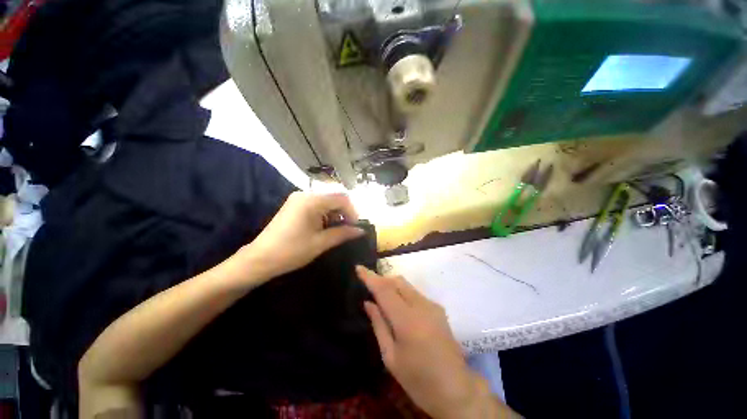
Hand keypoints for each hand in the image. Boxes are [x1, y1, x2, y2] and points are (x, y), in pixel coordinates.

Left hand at [237, 192, 364, 280]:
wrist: (259, 259)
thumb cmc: (291, 251)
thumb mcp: (320, 243)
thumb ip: (343, 233)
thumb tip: (361, 231)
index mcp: (312, 201)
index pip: (341, 198)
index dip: (352, 212)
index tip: (356, 227)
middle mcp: (305, 194)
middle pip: (334, 197)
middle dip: (345, 213)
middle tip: (348, 229)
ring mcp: (299, 199)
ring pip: (326, 201)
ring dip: (336, 214)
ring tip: (338, 230)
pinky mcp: (295, 205)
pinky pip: (317, 205)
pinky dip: (326, 214)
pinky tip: (326, 227)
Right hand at [357, 266, 488, 418]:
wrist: (456, 389)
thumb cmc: (418, 380)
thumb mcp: (391, 357)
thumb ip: (379, 324)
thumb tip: (369, 303)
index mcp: (407, 320)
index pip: (384, 290)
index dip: (370, 277)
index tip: (358, 267)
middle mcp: (421, 305)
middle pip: (397, 281)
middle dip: (381, 279)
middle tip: (368, 286)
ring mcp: (432, 305)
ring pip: (406, 285)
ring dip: (391, 285)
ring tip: (381, 296)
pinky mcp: (437, 308)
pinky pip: (414, 293)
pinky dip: (402, 292)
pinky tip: (398, 306)